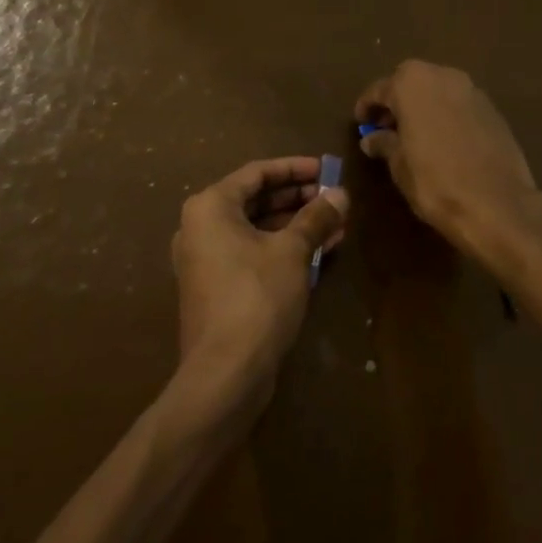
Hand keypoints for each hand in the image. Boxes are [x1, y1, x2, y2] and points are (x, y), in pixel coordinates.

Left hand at [171, 157, 347, 400]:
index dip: (295, 168)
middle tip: (333, 198)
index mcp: (210, 207)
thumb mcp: (293, 251)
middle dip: (298, 198)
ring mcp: (206, 261)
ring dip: (296, 225)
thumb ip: (317, 217)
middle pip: (256, 200)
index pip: (257, 173)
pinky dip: (283, 249)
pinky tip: (320, 252)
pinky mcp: (216, 288)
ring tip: (335, 224)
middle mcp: (200, 228)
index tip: (326, 169)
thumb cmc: (257, 296)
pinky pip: (252, 254)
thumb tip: (341, 194)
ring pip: (257, 229)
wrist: (226, 374)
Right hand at [356, 61, 541, 272]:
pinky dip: (446, 114)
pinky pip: (459, 103)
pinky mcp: (492, 108)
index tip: (360, 123)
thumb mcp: (400, 166)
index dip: (367, 107)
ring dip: (423, 105)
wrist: (497, 202)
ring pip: (438, 89)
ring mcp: (471, 89)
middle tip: (386, 127)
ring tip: (414, 134)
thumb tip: (371, 138)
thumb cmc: (436, 182)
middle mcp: (442, 75)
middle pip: (411, 81)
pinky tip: (443, 140)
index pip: (380, 89)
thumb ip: (384, 144)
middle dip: (397, 100)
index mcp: (412, 83)